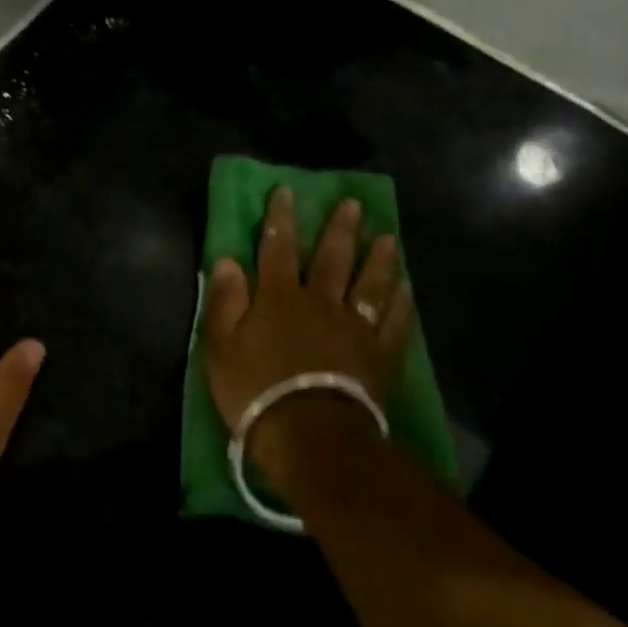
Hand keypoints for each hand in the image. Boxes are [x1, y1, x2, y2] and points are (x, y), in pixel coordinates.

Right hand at [203, 187, 415, 488]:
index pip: (277, 249)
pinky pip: (394, 320)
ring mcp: (354, 327)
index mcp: (278, 298)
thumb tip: (227, 260)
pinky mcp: (379, 354)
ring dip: (378, 258)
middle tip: (352, 204)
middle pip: (331, 259)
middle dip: (339, 229)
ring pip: (369, 283)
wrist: (310, 434)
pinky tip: (406, 287)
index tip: (286, 192)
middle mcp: (320, 302)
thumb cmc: (255, 390)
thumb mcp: (221, 346)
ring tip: (388, 237)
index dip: (280, 219)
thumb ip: (225, 301)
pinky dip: (401, 301)